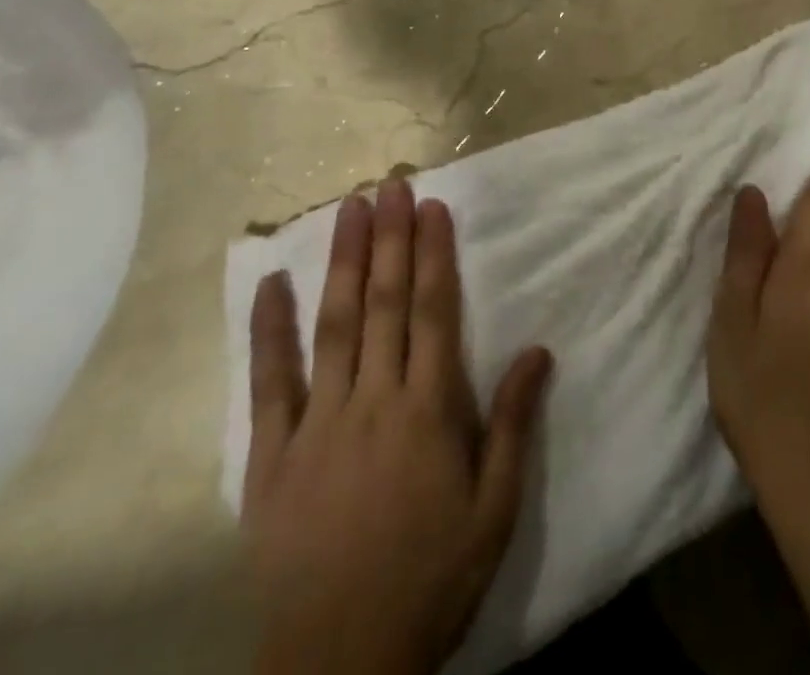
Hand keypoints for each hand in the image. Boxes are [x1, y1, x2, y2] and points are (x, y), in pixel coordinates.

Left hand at [243, 178, 552, 674]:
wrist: (338, 668)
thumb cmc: (431, 580)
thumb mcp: (494, 510)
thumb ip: (512, 425)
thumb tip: (540, 349)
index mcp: (427, 412)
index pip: (433, 312)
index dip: (434, 254)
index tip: (433, 207)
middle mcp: (373, 402)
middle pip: (384, 303)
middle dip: (390, 238)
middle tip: (391, 184)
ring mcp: (317, 424)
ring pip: (334, 325)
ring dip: (344, 262)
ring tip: (349, 208)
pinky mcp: (272, 455)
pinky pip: (269, 382)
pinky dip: (270, 330)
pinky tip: (273, 282)